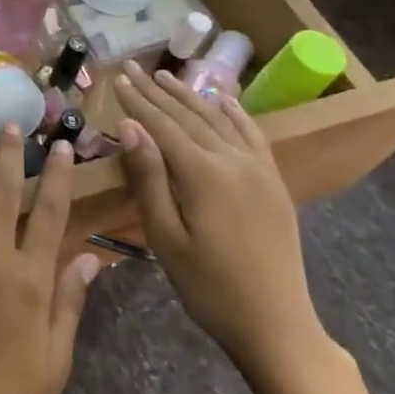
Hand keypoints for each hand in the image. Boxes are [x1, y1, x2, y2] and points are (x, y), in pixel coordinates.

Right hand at [113, 61, 334, 384]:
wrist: (276, 325)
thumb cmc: (208, 287)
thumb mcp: (165, 237)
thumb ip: (148, 178)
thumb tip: (129, 127)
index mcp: (203, 174)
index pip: (162, 125)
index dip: (137, 101)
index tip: (117, 78)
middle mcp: (233, 160)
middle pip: (189, 116)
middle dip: (158, 91)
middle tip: (133, 68)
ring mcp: (259, 170)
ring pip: (219, 120)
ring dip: (190, 96)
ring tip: (166, 76)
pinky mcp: (273, 182)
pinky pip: (252, 136)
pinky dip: (235, 114)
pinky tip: (223, 100)